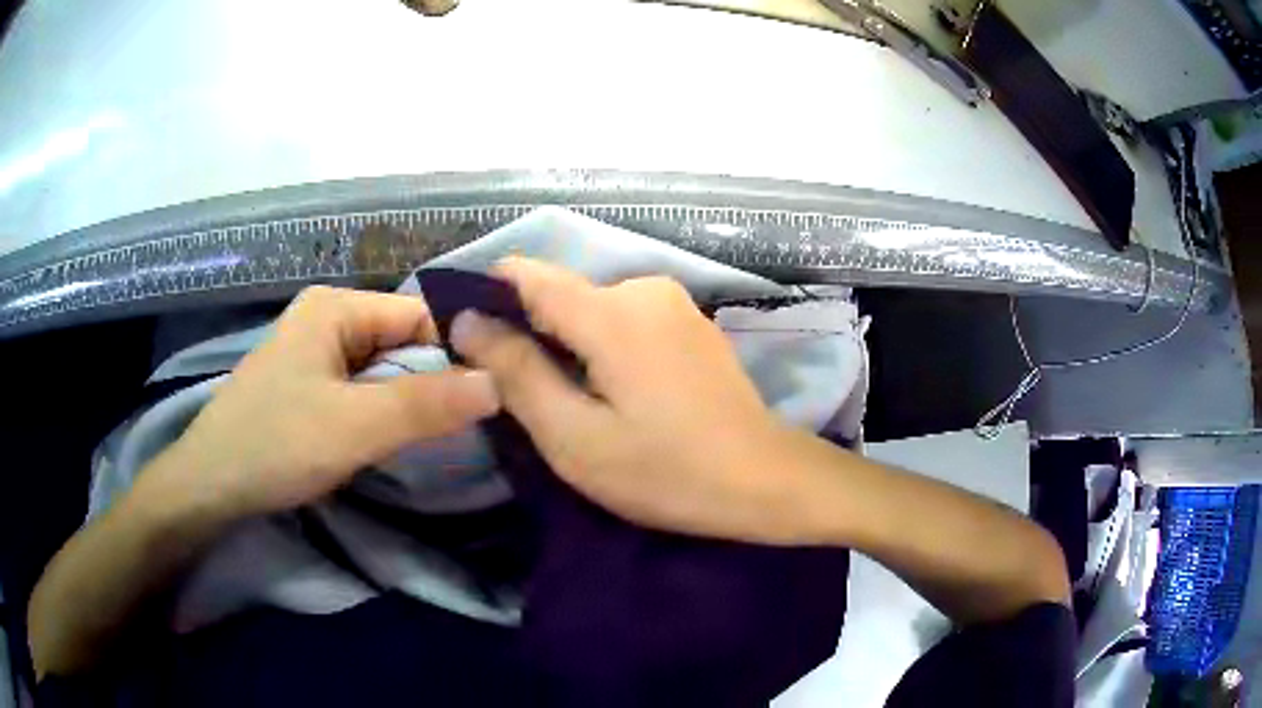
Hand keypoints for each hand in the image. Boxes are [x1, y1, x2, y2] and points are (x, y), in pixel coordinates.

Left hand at [160, 286, 499, 518]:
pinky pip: (363, 389)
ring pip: (384, 370)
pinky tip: (395, 439)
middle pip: (403, 341)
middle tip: (473, 425)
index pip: (420, 315)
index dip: (458, 352)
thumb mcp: (355, 426)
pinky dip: (384, 413)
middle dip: (434, 382)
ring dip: (410, 401)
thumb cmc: (276, 445)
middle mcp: (328, 318)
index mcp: (337, 306)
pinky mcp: (309, 385)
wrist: (210, 486)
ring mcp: (316, 352)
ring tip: (443, 436)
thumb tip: (500, 383)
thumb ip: (427, 404)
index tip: (494, 396)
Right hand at [451, 258, 803, 543]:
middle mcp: (642, 287)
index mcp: (610, 310)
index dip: (485, 297)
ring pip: (591, 308)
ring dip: (566, 344)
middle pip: (559, 293)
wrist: (765, 480)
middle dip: (528, 332)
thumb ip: (516, 373)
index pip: (525, 274)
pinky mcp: (690, 322)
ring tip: (566, 400)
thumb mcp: (575, 437)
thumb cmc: (666, 471)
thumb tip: (467, 321)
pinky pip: (625, 320)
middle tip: (521, 395)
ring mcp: (673, 302)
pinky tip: (611, 392)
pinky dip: (601, 346)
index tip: (466, 341)